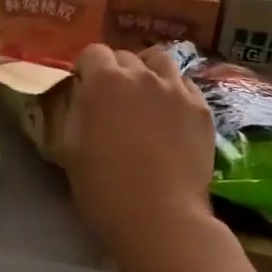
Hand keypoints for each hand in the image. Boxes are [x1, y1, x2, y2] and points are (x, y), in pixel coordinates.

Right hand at [60, 44, 219, 271]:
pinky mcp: (202, 109)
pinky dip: (174, 91)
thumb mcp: (69, 148)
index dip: (85, 68)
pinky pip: (185, 86)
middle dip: (114, 70)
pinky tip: (170, 113)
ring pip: (160, 62)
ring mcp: (177, 90)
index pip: (93, 52)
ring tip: (144, 95)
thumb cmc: (103, 188)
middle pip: (125, 56)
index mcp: (104, 81)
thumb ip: (73, 111)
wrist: (160, 218)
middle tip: (111, 98)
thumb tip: (80, 96)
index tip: (83, 86)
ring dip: (147, 72)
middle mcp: (142, 75)